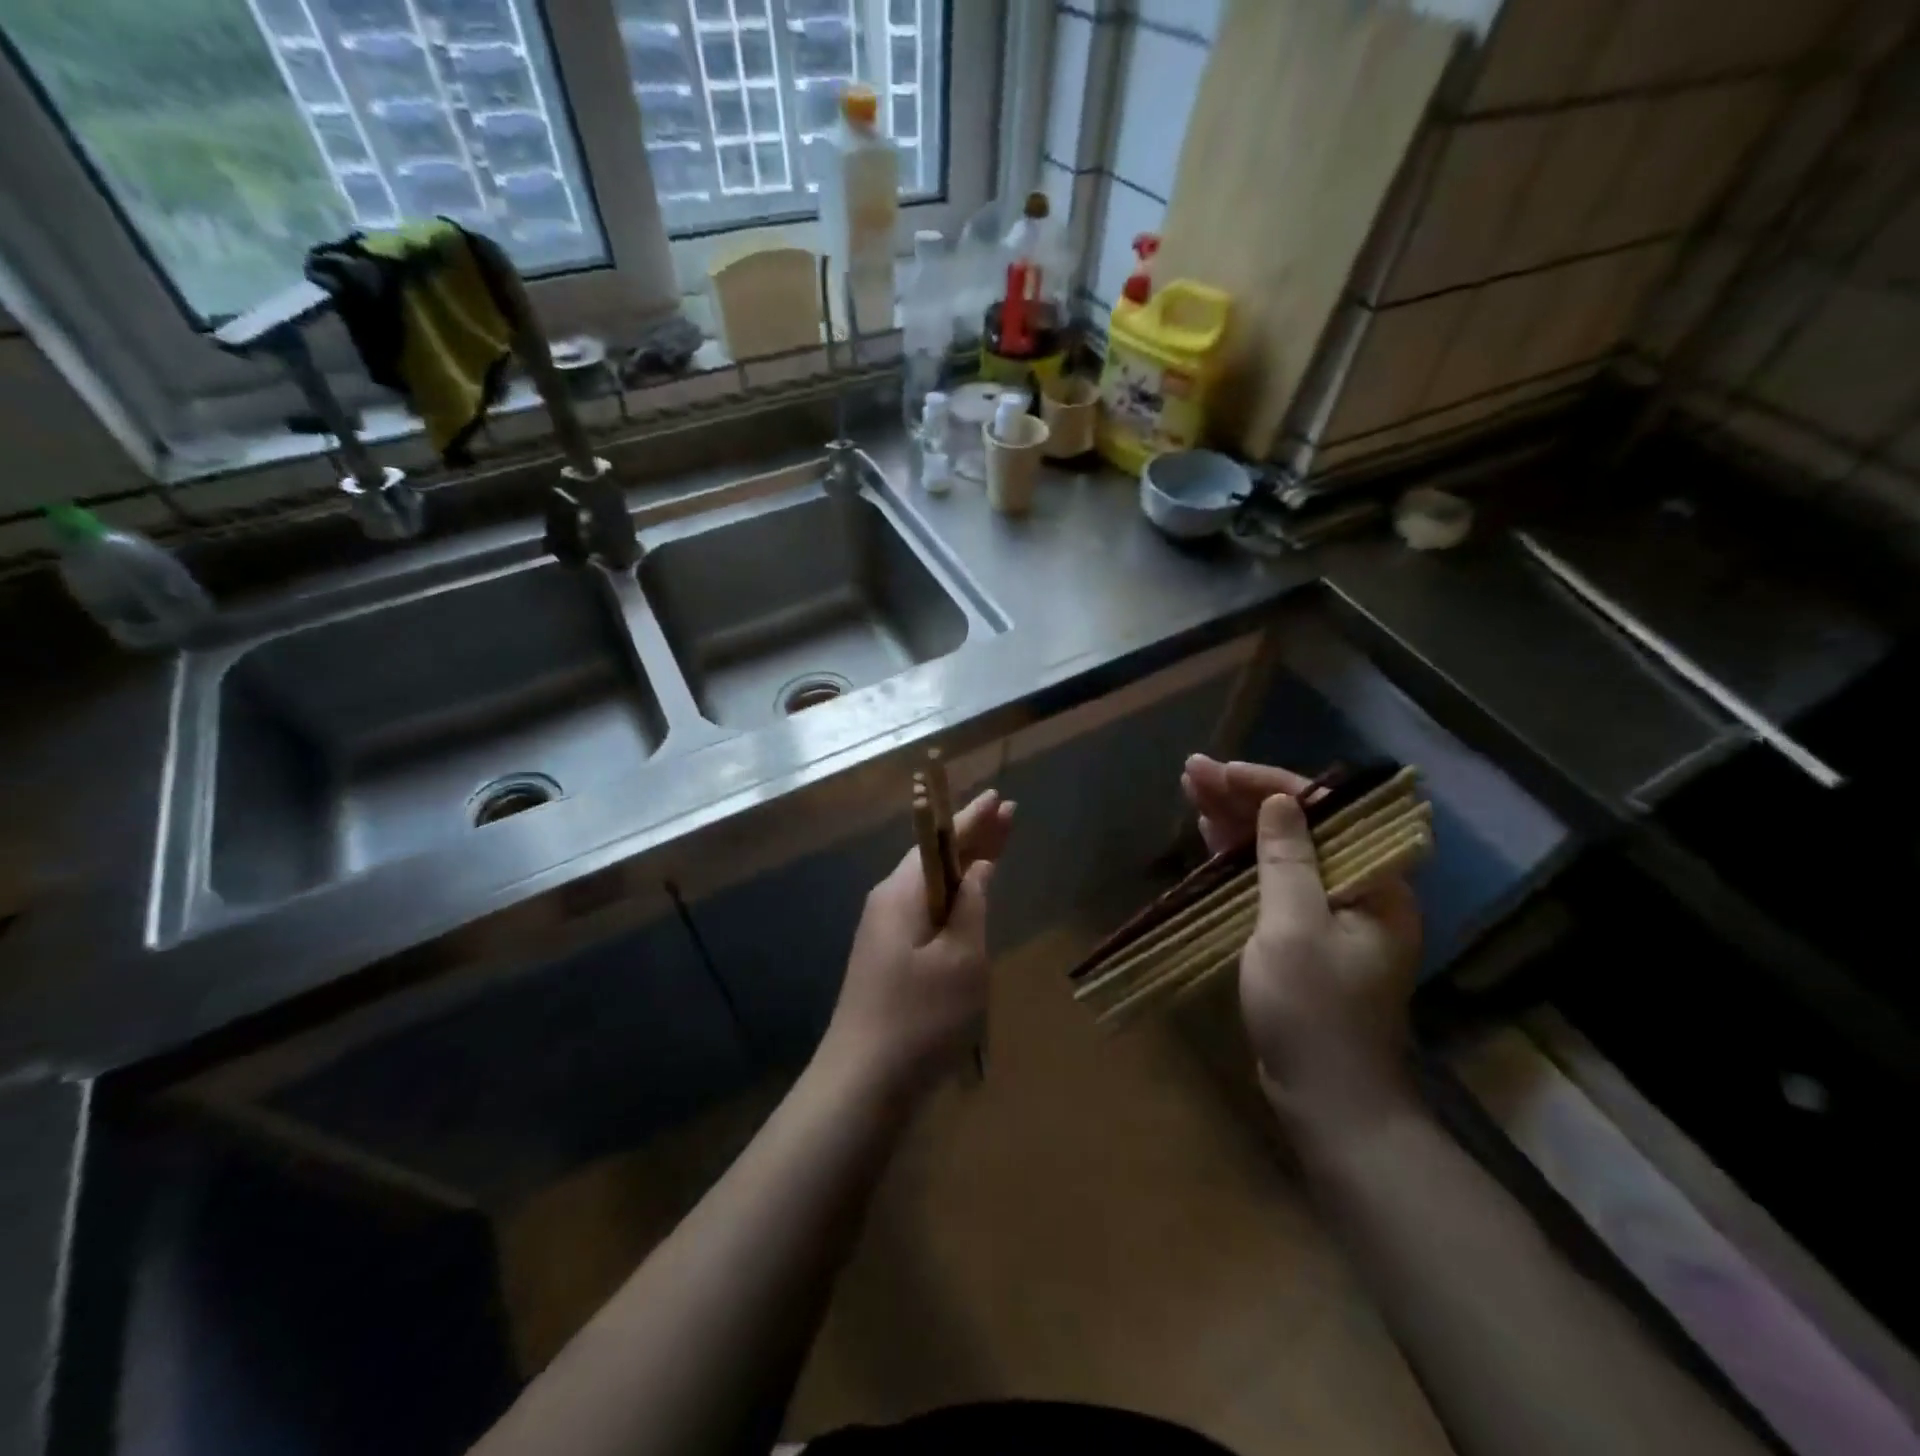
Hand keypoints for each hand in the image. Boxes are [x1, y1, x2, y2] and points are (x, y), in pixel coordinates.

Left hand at [820, 788, 1016, 1096]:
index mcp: (903, 893)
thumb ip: (972, 906)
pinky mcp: (887, 956)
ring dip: (964, 865)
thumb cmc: (921, 1016)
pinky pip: (925, 909)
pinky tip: (968, 899)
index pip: (941, 840)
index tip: (1000, 797)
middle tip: (1008, 814)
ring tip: (996, 847)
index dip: (974, 819)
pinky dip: (952, 896)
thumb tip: (978, 869)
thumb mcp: (962, 958)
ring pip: (931, 884)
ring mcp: (884, 930)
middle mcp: (888, 902)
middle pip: (935, 857)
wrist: (863, 1082)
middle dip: (972, 836)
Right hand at [1183, 756, 1421, 1140]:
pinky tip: (1208, 834)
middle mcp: (1356, 890)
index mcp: (1373, 884)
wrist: (1327, 1100)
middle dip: (1244, 797)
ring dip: (1235, 821)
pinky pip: (1268, 882)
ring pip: (1278, 851)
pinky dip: (1237, 858)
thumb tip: (1280, 801)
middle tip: (1194, 771)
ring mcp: (1326, 914)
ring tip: (1191, 788)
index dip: (1272, 784)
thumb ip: (1286, 860)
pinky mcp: (1301, 936)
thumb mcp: (1293, 928)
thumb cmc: (1313, 1011)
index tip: (1226, 772)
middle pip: (1297, 826)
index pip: (1324, 812)